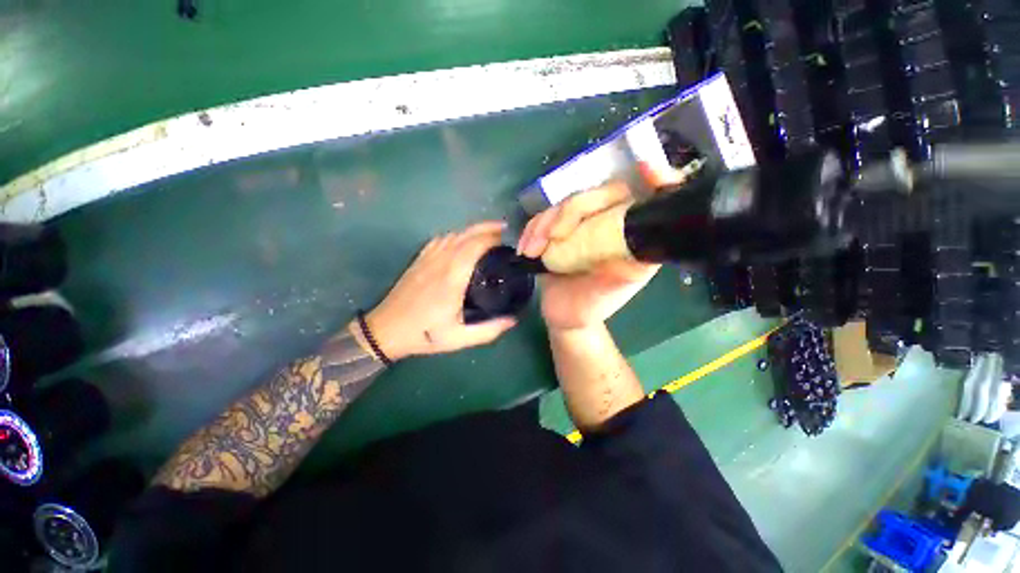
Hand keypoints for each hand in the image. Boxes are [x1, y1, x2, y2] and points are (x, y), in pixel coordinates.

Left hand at [359, 221, 517, 360]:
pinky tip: (462, 240)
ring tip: (488, 234)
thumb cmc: (424, 334)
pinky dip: (456, 235)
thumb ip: (488, 330)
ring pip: (454, 234)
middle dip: (487, 229)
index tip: (508, 242)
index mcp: (452, 277)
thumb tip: (513, 320)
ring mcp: (428, 258)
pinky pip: (440, 239)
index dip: (493, 239)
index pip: (475, 246)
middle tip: (505, 231)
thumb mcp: (458, 339)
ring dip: (473, 230)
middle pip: (466, 234)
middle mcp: (441, 261)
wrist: (386, 330)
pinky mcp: (420, 259)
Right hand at [517, 182, 659, 331]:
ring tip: (530, 250)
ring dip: (544, 223)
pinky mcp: (559, 230)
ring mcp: (583, 225)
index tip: (646, 168)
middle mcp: (610, 225)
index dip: (654, 180)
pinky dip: (532, 229)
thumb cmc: (589, 307)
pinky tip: (526, 248)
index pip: (645, 202)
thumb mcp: (607, 295)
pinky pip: (545, 217)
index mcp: (631, 239)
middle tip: (549, 238)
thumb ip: (621, 275)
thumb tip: (636, 251)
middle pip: (596, 196)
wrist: (562, 315)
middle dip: (569, 212)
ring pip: (565, 204)